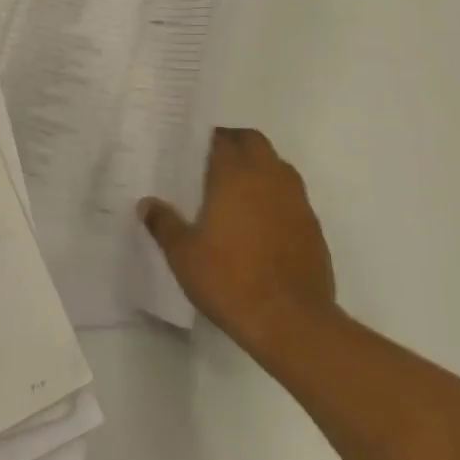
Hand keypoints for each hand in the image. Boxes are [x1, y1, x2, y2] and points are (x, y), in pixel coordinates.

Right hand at [138, 128, 338, 368]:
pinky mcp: (313, 227)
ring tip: (237, 191)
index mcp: (235, 175)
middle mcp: (269, 177)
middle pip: (255, 142)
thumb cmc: (229, 279)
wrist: (291, 320)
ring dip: (260, 168)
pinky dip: (276, 198)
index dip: (210, 139)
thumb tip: (146, 204)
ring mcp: (296, 201)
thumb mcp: (183, 255)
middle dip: (237, 145)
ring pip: (278, 167)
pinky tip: (261, 224)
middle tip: (214, 163)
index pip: (224, 139)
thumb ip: (164, 224)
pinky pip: (292, 197)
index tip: (195, 150)